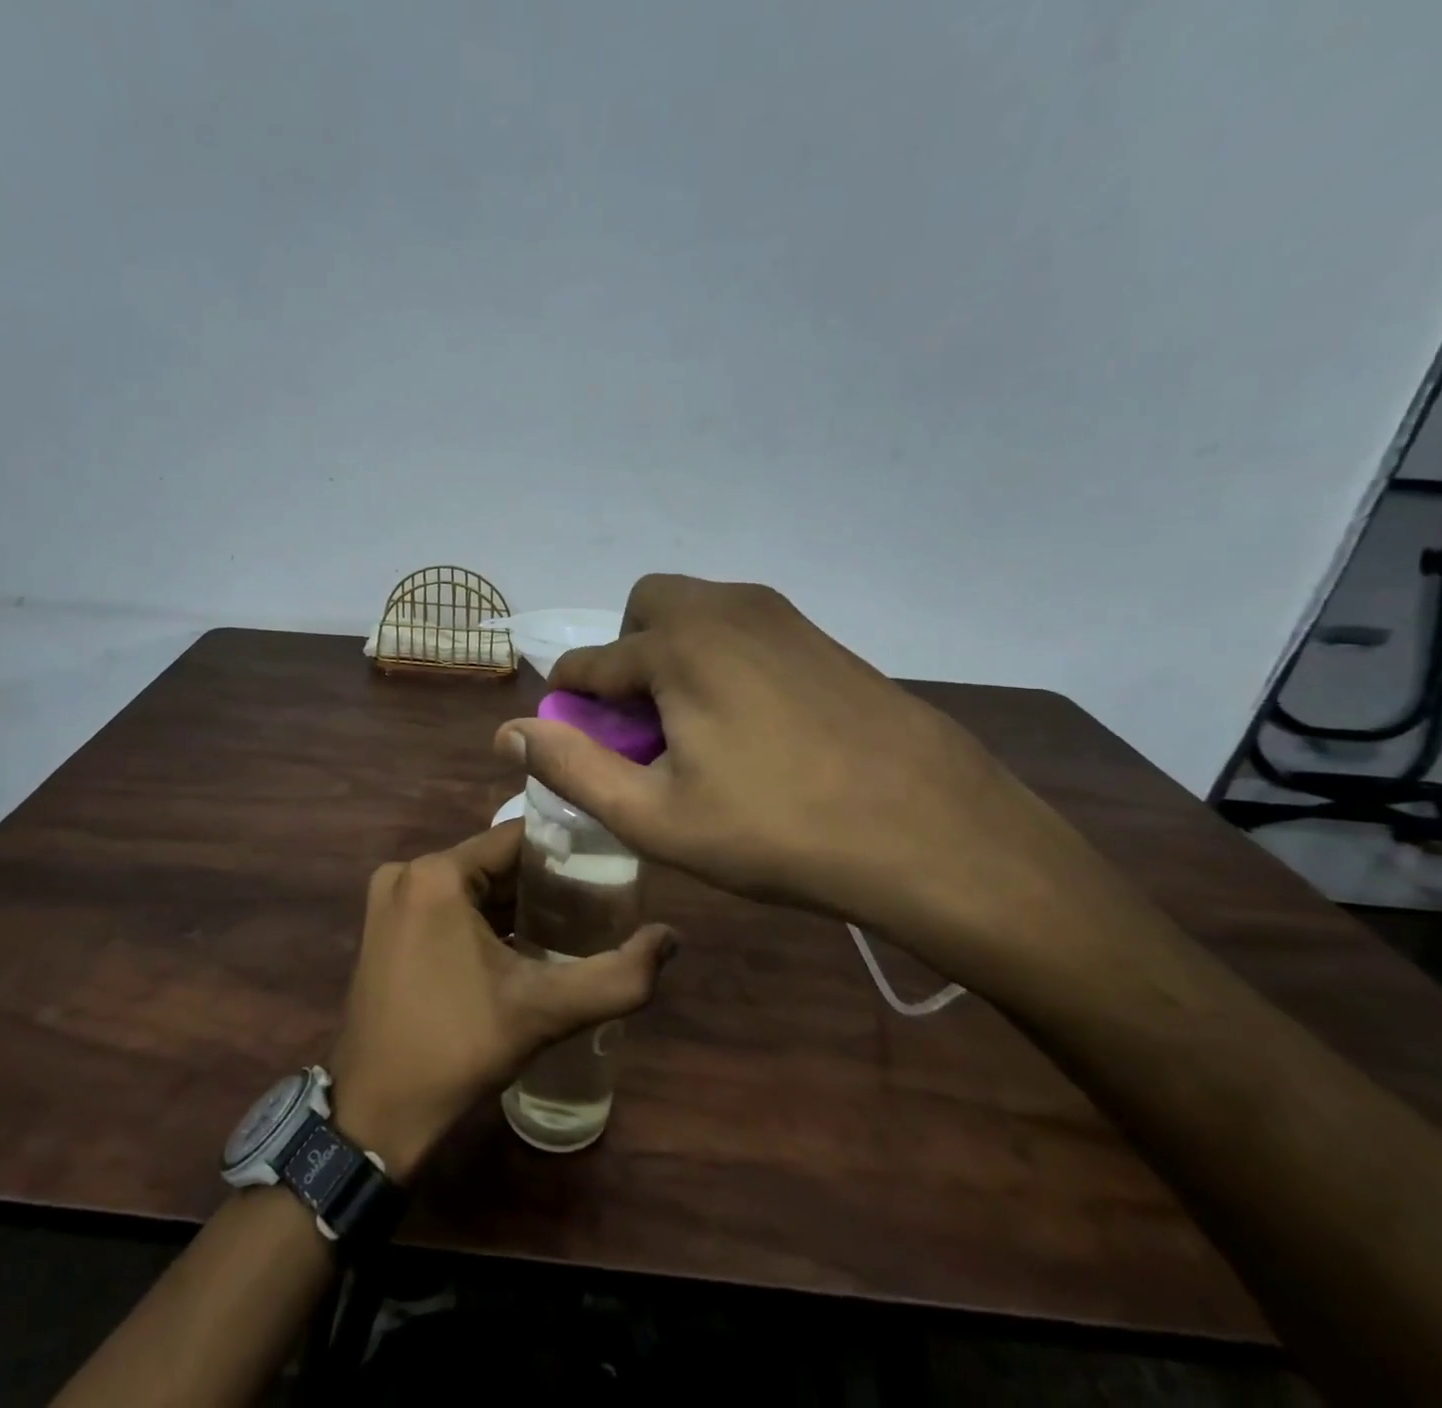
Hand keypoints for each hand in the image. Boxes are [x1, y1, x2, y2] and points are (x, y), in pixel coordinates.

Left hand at [330, 822, 676, 1178]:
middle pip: (493, 863)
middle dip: (544, 882)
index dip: (566, 851)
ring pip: (471, 885)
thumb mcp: (544, 1012)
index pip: (517, 839)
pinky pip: (446, 906)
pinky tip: (521, 947)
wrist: (375, 1114)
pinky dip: (482, 920)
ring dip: (515, 903)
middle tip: (597, 904)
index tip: (607, 867)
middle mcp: (407, 874)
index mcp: (436, 874)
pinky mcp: (383, 928)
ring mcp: (389, 900)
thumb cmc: (457, 1049)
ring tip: (570, 924)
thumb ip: (618, 977)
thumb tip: (672, 939)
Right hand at [493, 574, 1095, 964]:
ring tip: (697, 731)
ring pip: (697, 614)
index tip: (575, 744)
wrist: (934, 832)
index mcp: (676, 645)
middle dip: (626, 657)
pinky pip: (744, 630)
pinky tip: (753, 727)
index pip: (590, 663)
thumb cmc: (777, 831)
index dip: (571, 705)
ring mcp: (781, 617)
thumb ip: (572, 767)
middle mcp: (724, 609)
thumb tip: (507, 733)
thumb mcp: (655, 816)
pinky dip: (721, 660)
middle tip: (644, 727)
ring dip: (673, 656)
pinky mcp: (822, 637)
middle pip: (644, 610)